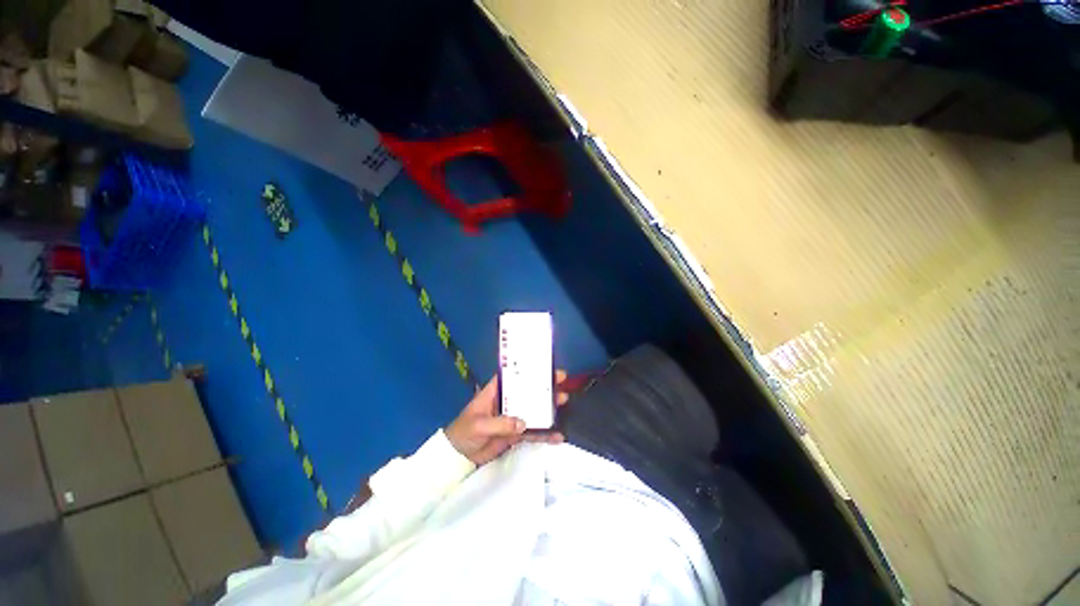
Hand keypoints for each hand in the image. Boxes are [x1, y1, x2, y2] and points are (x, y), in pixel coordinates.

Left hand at [445, 371, 569, 465]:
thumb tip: (523, 423)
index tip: (543, 366)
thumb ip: (500, 424)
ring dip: (547, 406)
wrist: (458, 458)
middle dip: (543, 385)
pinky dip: (544, 433)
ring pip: (533, 409)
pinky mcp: (515, 433)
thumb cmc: (463, 433)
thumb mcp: (478, 425)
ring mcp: (512, 417)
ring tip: (564, 400)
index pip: (512, 377)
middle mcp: (506, 401)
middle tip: (561, 380)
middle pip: (527, 391)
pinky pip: (532, 432)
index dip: (527, 370)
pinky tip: (557, 435)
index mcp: (495, 392)